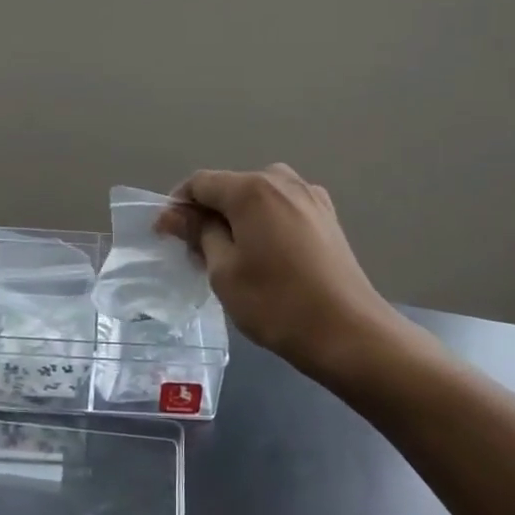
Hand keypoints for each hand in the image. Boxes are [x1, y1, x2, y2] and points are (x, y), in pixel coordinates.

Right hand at [160, 165, 404, 380]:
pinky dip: (265, 223)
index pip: (201, 182)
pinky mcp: (327, 217)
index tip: (166, 236)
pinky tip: (266, 256)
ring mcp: (311, 197)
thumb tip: (176, 214)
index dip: (177, 206)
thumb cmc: (276, 303)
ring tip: (231, 256)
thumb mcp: (224, 271)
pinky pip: (283, 209)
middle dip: (208, 213)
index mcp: (252, 189)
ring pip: (259, 197)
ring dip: (238, 218)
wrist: (349, 333)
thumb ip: (199, 233)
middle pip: (231, 186)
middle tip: (197, 253)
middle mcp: (283, 181)